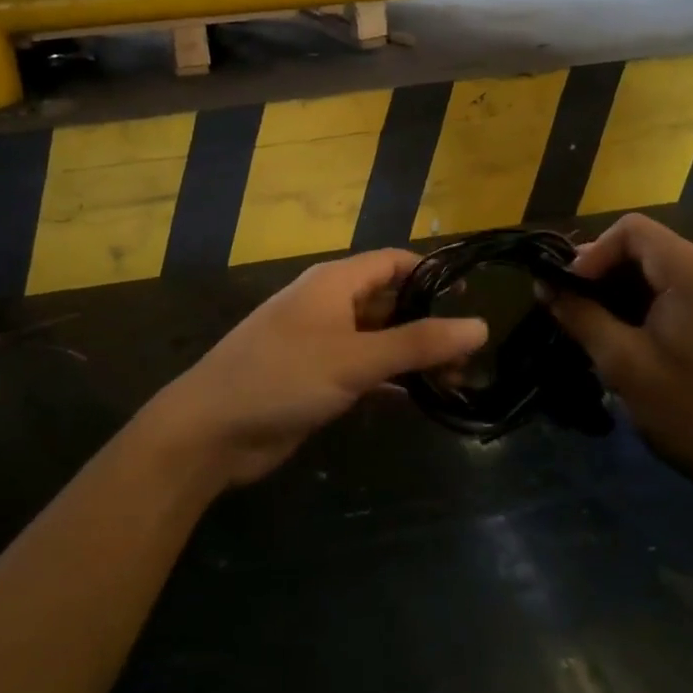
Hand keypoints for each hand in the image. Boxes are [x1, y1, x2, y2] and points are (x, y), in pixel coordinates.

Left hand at [144, 250, 487, 488]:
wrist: (211, 430)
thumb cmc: (283, 376)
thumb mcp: (355, 358)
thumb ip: (418, 343)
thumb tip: (480, 326)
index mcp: (334, 282)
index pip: (393, 262)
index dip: (431, 274)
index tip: (471, 296)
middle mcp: (329, 305)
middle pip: (389, 301)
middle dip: (428, 322)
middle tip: (472, 351)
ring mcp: (321, 343)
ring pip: (379, 340)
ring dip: (413, 356)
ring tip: (458, 379)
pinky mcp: (316, 379)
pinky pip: (364, 371)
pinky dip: (391, 381)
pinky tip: (422, 399)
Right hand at [542, 214, 692, 512]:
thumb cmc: (689, 412)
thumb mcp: (622, 363)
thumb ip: (580, 314)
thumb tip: (544, 284)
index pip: (632, 230)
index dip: (592, 252)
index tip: (568, 289)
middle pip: (648, 247)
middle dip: (604, 272)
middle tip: (571, 306)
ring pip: (663, 268)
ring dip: (624, 288)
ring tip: (594, 323)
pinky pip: (682, 288)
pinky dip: (649, 301)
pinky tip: (629, 333)